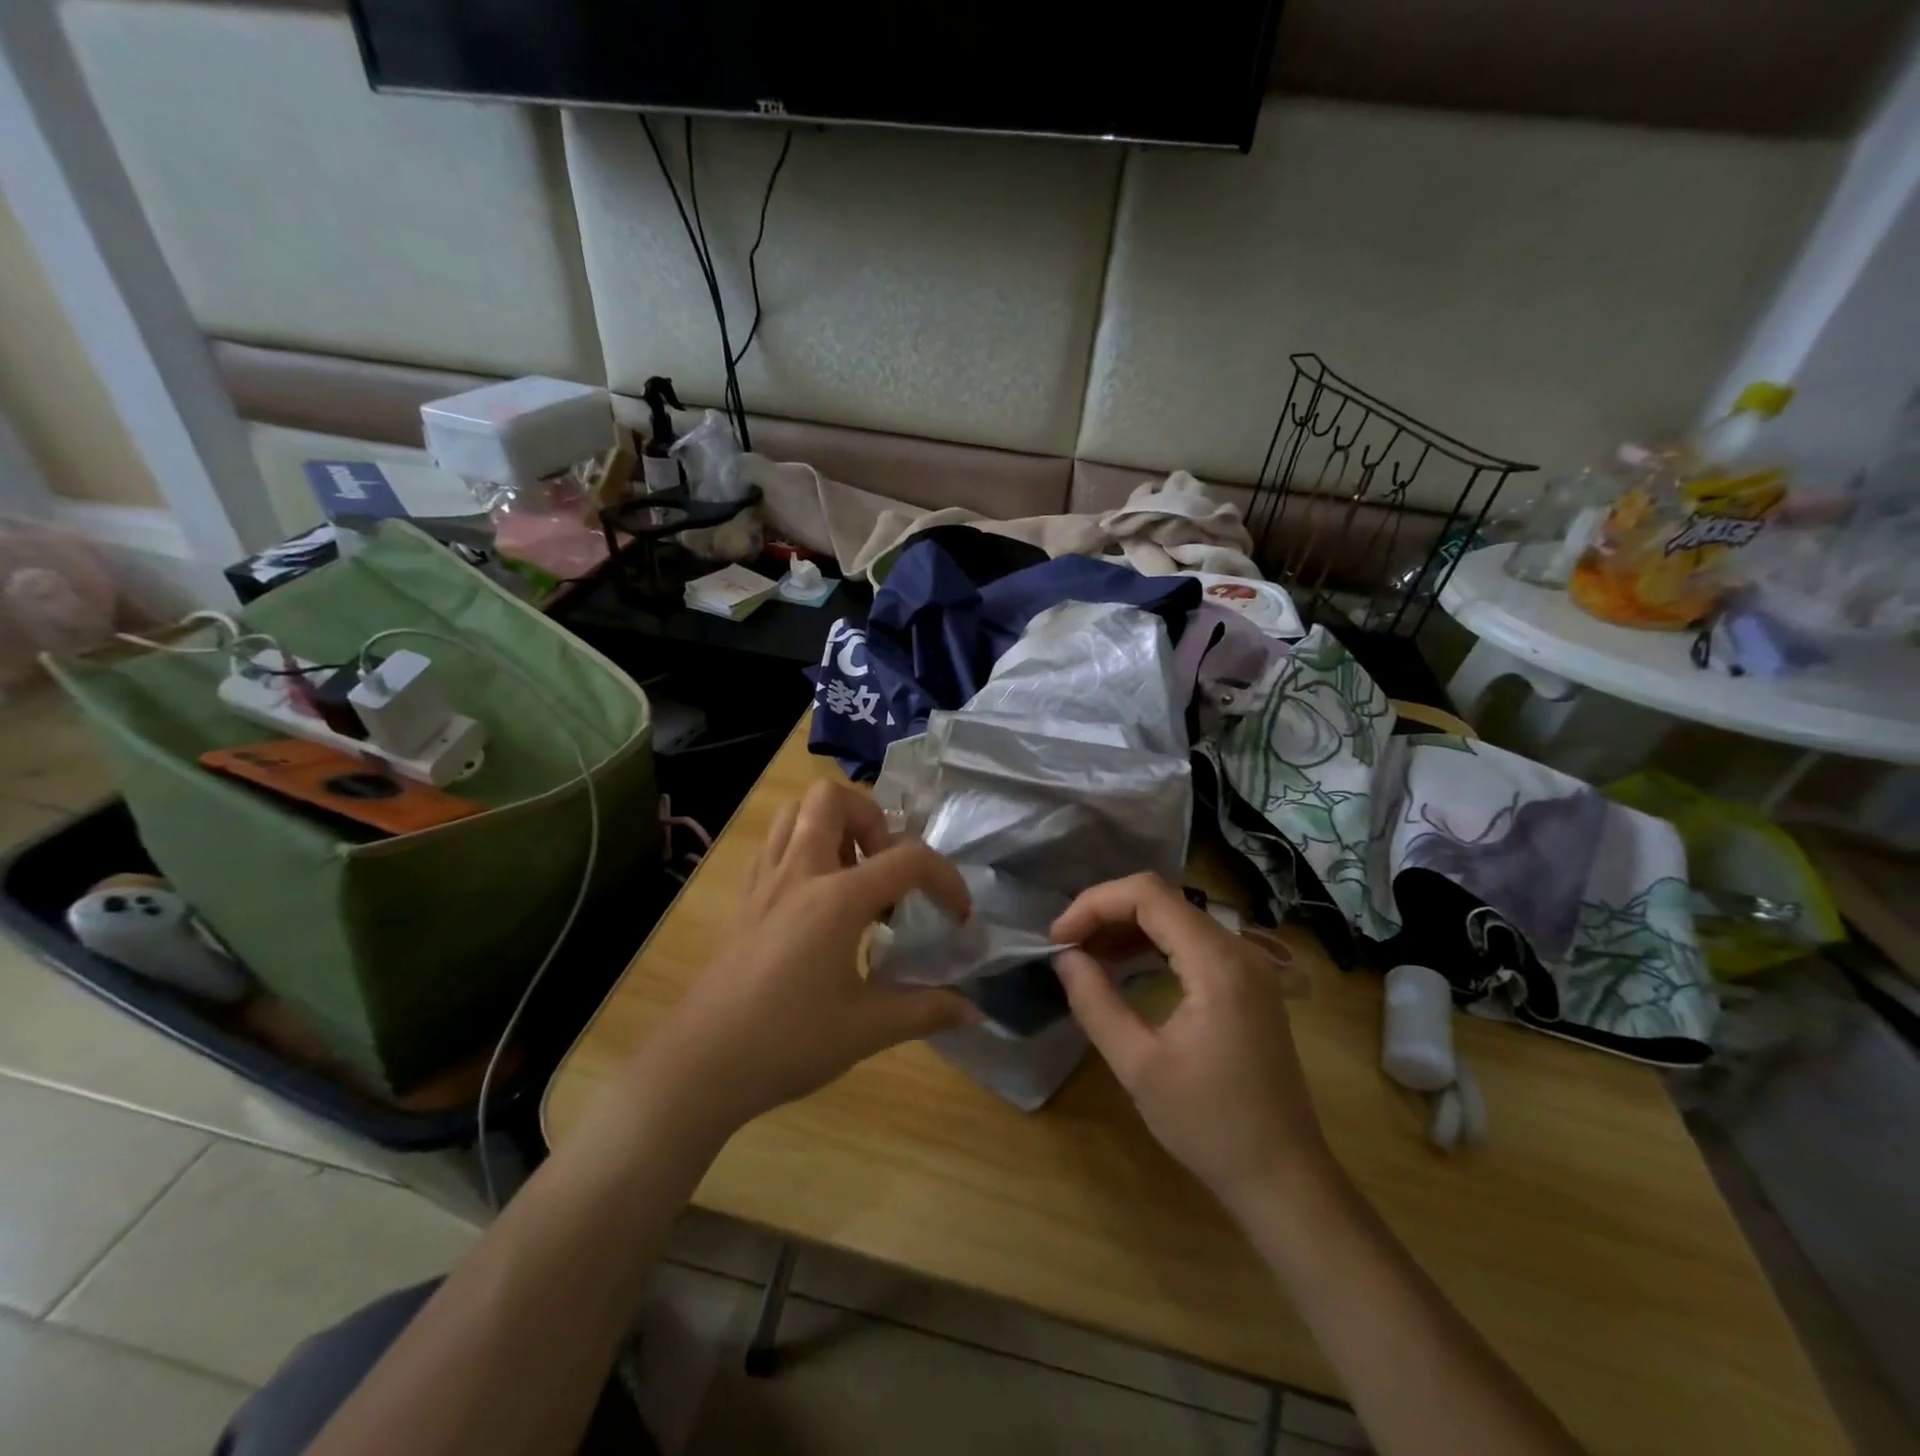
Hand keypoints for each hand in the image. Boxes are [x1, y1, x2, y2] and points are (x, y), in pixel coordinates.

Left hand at [646, 781, 976, 1137]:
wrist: (701, 1066)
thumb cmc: (789, 1042)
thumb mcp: (868, 1029)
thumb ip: (926, 1010)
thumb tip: (974, 1011)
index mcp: (837, 898)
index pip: (908, 858)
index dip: (946, 880)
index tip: (958, 917)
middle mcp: (800, 872)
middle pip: (832, 799)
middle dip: (872, 819)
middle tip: (886, 870)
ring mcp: (765, 882)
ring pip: (794, 812)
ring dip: (832, 826)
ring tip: (854, 876)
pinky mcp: (744, 900)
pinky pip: (773, 845)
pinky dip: (802, 848)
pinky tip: (816, 899)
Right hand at [1051, 874, 1328, 1206]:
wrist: (1283, 1178)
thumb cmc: (1210, 1125)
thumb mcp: (1139, 1066)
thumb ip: (1095, 1002)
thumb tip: (1064, 957)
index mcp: (1218, 962)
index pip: (1148, 895)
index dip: (1095, 904)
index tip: (1059, 939)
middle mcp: (1238, 949)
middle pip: (1161, 900)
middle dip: (1106, 913)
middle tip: (1066, 947)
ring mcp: (1248, 965)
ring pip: (1175, 917)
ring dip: (1126, 928)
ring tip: (1085, 955)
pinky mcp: (1247, 983)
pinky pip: (1191, 942)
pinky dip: (1151, 945)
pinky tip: (1123, 967)